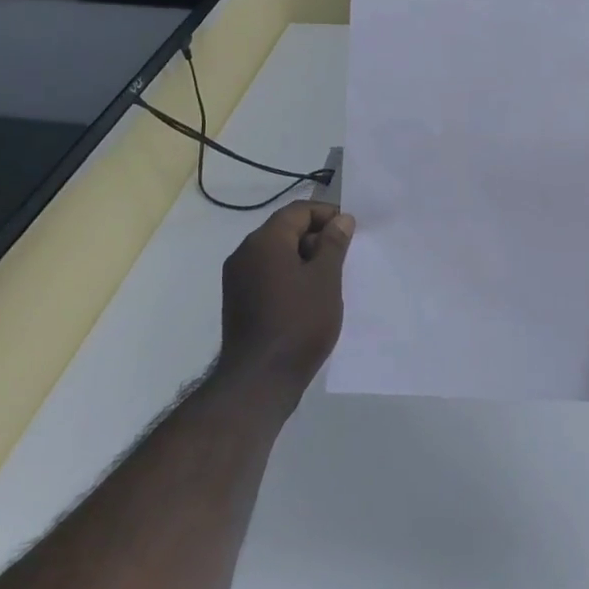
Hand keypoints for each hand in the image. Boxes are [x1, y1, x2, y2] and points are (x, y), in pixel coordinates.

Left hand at [217, 202, 355, 394]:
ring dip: (303, 258)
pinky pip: (267, 274)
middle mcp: (244, 252)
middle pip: (284, 230)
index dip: (327, 214)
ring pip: (275, 254)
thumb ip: (333, 244)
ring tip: (330, 279)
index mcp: (265, 241)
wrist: (261, 377)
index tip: (351, 230)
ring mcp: (237, 278)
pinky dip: (289, 275)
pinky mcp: (238, 299)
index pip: (297, 211)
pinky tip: (308, 297)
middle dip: (316, 237)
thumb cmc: (299, 323)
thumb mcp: (325, 280)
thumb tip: (341, 219)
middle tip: (344, 257)